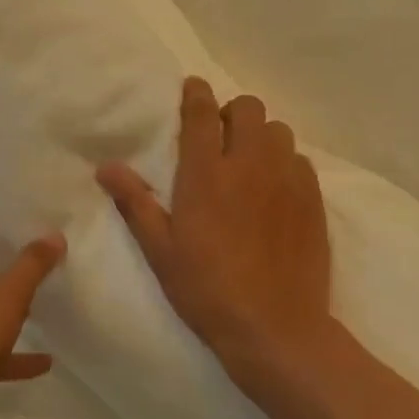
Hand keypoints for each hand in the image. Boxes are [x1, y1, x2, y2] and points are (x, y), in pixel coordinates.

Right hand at [97, 78, 333, 393]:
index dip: (196, 93)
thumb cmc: (207, 289)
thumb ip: (134, 202)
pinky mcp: (313, 199)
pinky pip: (300, 159)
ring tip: (248, 162)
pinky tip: (274, 190)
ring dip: (260, 135)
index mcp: (206, 173)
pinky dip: (284, 162)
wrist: (275, 329)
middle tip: (218, 138)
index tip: (192, 88)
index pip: (202, 112)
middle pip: (248, 108)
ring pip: (278, 130)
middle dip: (231, 112)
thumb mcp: (160, 250)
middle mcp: (249, 164)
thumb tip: (105, 166)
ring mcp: (286, 179)